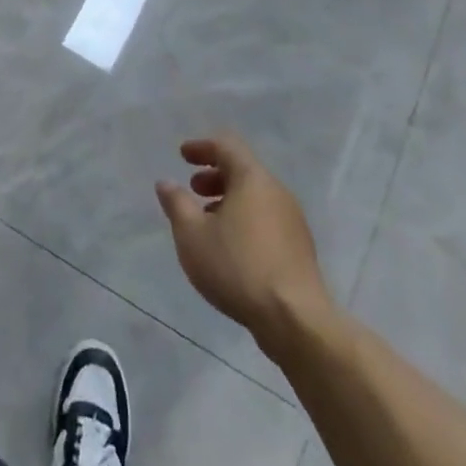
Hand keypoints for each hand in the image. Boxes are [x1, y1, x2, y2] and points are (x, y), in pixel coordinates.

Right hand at [156, 133, 337, 355]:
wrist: (295, 319)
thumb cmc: (237, 266)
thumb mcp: (192, 234)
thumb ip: (176, 203)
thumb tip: (166, 183)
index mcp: (252, 179)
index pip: (227, 146)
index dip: (202, 147)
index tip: (182, 156)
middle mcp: (277, 192)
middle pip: (243, 170)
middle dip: (214, 175)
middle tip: (193, 189)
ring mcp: (292, 220)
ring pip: (255, 197)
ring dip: (228, 200)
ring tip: (207, 222)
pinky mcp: (299, 248)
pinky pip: (266, 219)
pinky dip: (244, 219)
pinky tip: (231, 246)